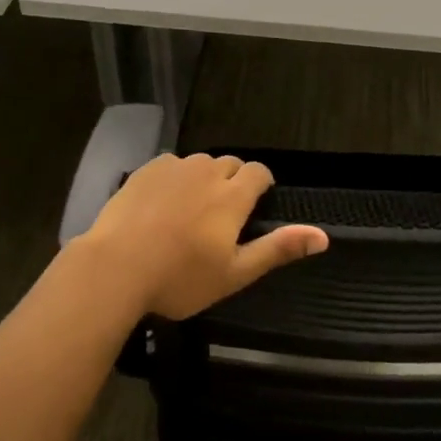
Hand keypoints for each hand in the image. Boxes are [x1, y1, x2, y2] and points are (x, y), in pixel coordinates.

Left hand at [78, 153, 328, 320]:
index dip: (261, 184)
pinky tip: (162, 204)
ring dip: (204, 178)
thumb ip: (278, 249)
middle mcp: (206, 172)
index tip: (256, 204)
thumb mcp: (235, 273)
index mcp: (232, 196)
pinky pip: (170, 165)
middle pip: (230, 164)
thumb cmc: (180, 278)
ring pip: (199, 163)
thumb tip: (324, 236)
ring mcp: (172, 168)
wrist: (116, 267)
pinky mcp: (145, 170)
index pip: (258, 172)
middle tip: (222, 215)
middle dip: (233, 181)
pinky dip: (174, 178)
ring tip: (192, 209)